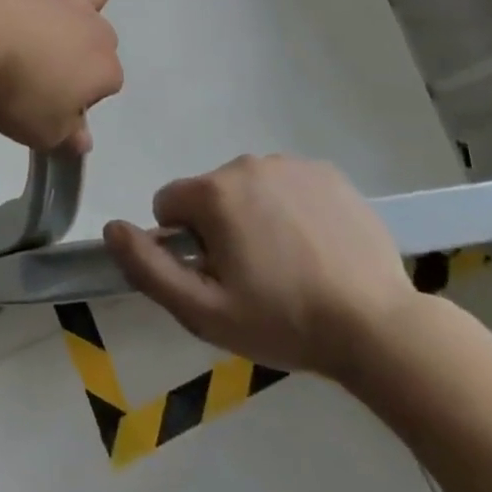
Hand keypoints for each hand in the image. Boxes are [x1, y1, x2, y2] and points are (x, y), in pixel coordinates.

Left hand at [0, 0, 120, 155]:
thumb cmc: (13, 86)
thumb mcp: (39, 129)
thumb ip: (65, 136)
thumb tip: (84, 141)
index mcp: (103, 69)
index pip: (106, 86)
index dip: (81, 98)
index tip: (52, 105)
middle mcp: (94, 26)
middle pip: (101, 40)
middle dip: (83, 53)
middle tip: (46, 68)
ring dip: (85, 2)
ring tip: (63, 13)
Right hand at [104, 155, 420, 379]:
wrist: (380, 328)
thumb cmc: (284, 321)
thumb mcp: (204, 311)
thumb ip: (148, 268)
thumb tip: (111, 227)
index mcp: (213, 192)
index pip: (169, 205)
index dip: (185, 245)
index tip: (219, 277)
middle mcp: (246, 163)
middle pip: (210, 195)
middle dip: (221, 229)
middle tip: (256, 278)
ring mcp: (290, 165)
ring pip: (249, 189)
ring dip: (255, 217)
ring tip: (292, 266)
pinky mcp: (327, 173)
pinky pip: (288, 185)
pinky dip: (292, 209)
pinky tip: (318, 248)